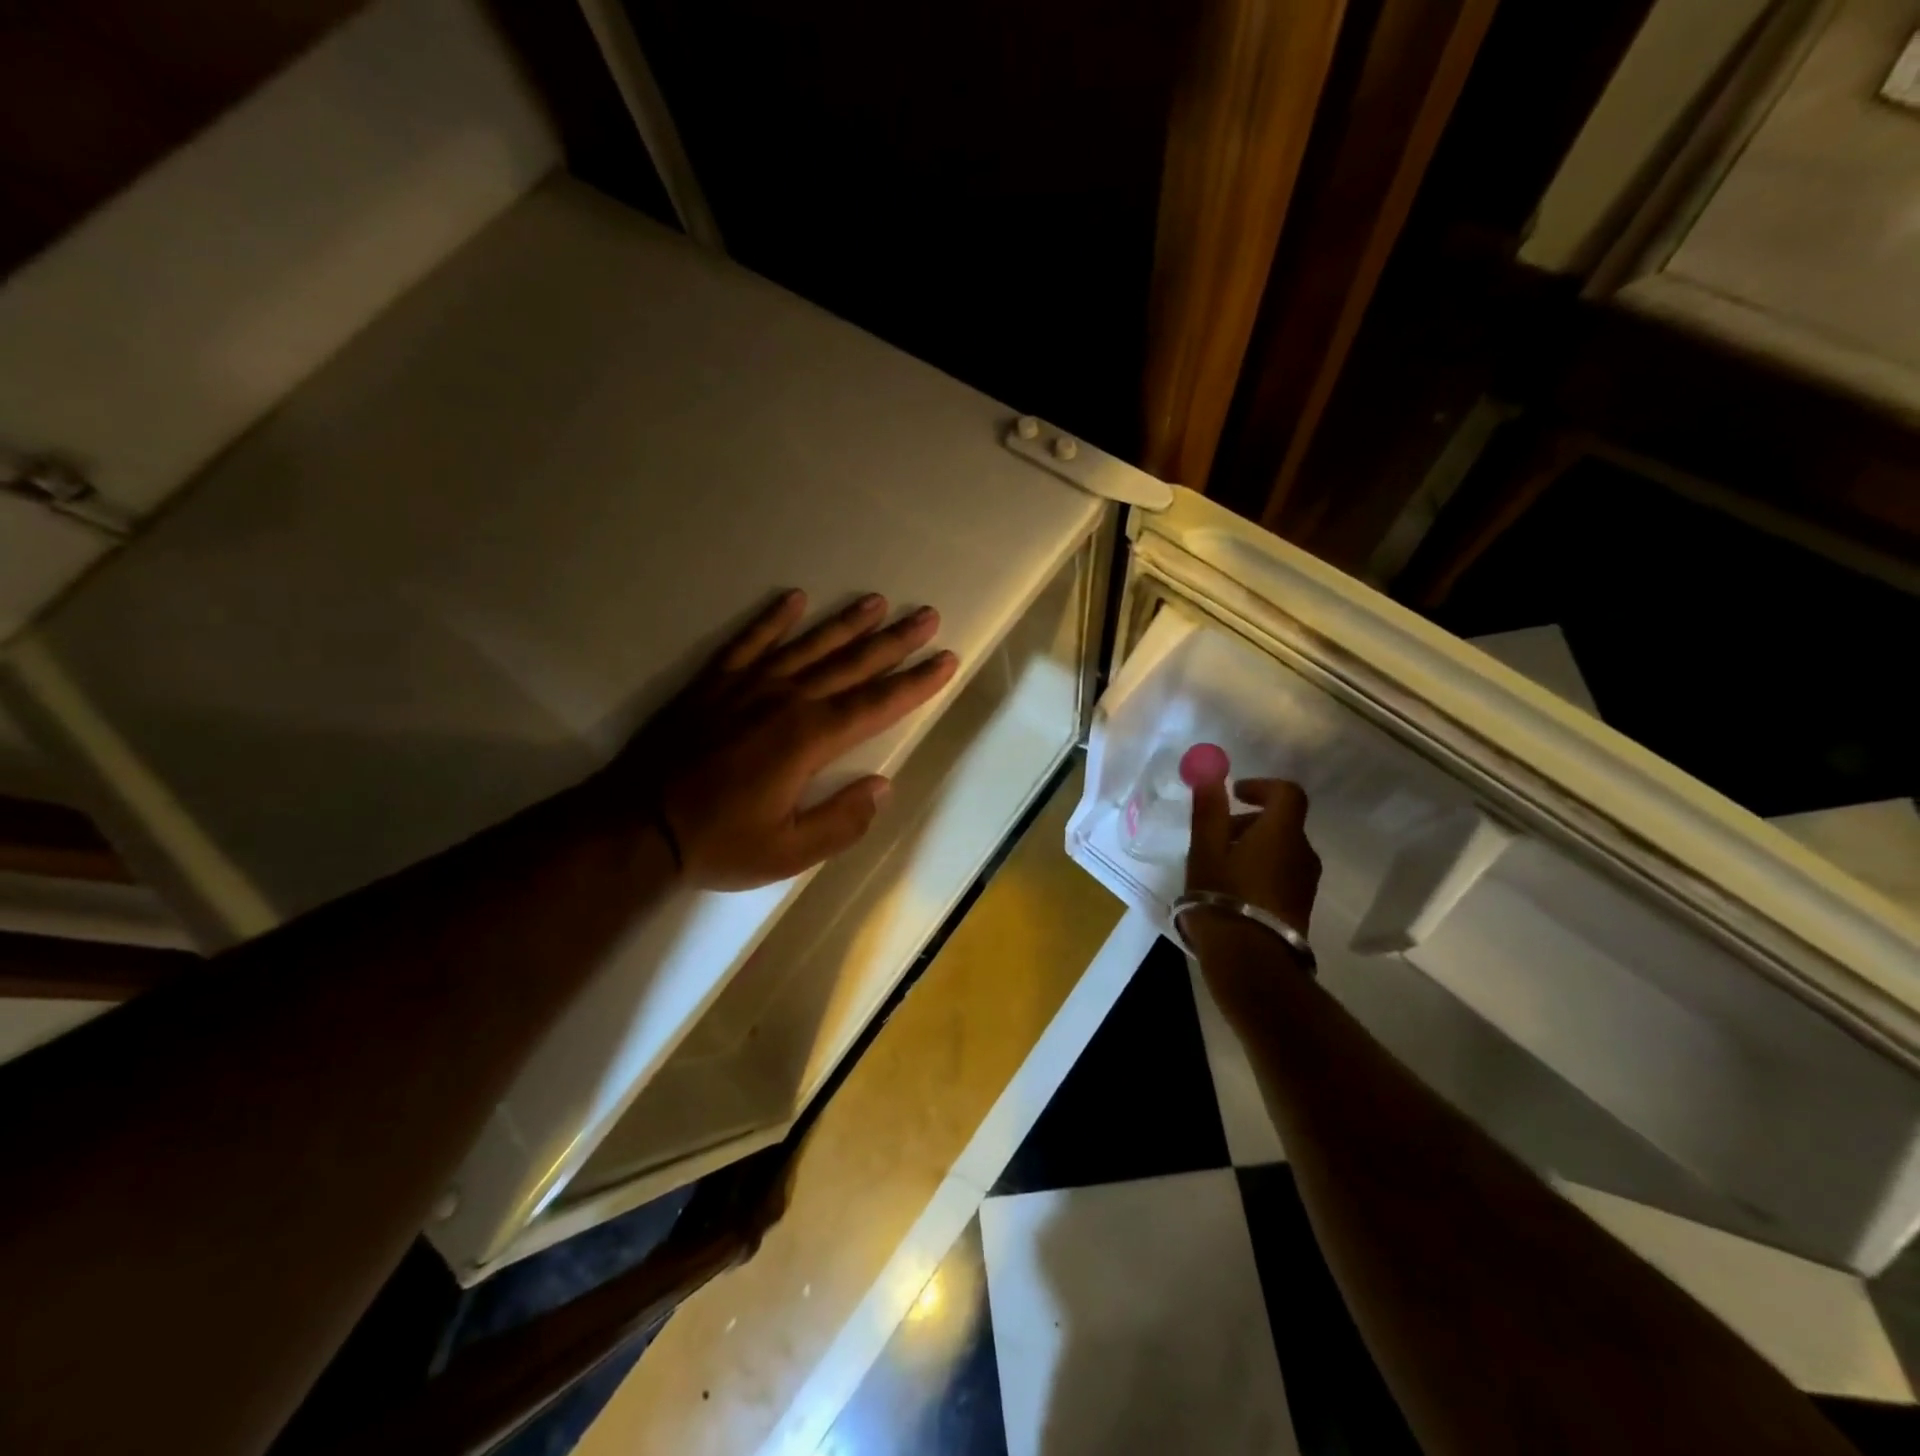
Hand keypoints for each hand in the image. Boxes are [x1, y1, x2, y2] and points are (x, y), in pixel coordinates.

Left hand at [615, 589, 957, 889]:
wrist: (636, 826)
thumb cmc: (718, 842)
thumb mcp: (789, 852)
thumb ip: (841, 820)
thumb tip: (881, 787)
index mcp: (810, 740)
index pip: (877, 705)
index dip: (915, 683)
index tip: (946, 659)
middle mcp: (786, 701)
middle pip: (851, 664)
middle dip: (895, 641)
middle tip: (927, 615)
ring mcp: (747, 686)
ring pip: (808, 645)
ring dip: (845, 623)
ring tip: (877, 601)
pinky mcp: (713, 683)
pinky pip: (748, 642)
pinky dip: (771, 619)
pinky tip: (793, 599)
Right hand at [1185, 778, 1321, 957]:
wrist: (1251, 962)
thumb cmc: (1223, 897)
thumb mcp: (1206, 850)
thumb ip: (1210, 810)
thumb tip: (1212, 773)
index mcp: (1282, 832)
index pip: (1287, 793)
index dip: (1261, 787)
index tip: (1234, 794)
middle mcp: (1303, 853)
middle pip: (1282, 823)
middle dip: (1249, 821)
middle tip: (1215, 835)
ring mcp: (1305, 883)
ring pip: (1281, 850)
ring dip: (1253, 848)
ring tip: (1218, 866)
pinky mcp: (1301, 907)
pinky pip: (1282, 874)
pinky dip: (1260, 870)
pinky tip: (1231, 891)